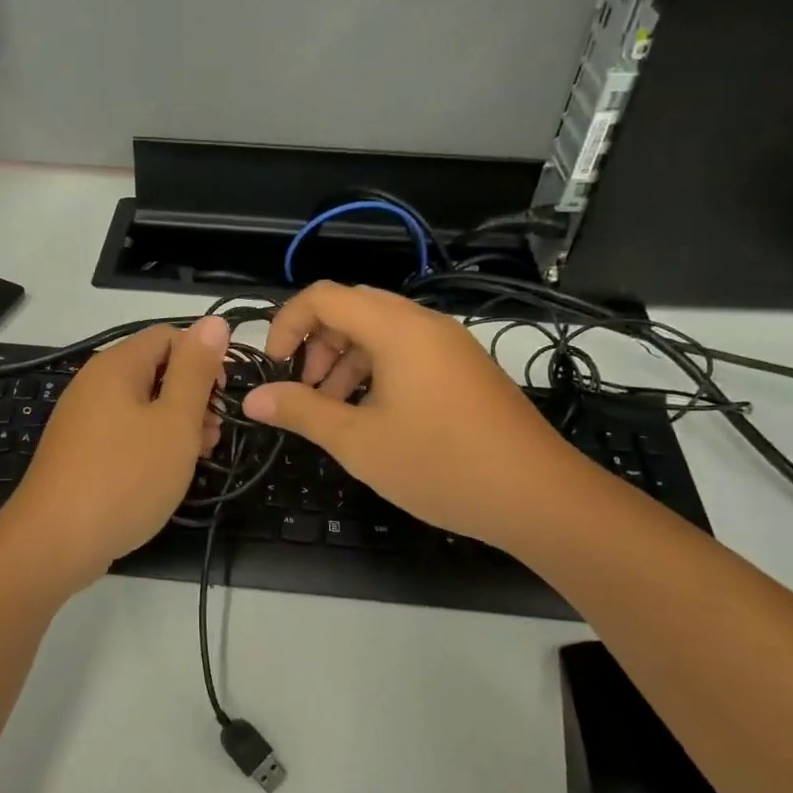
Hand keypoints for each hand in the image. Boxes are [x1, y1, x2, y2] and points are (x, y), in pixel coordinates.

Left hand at [0, 316, 230, 584]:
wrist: (54, 542)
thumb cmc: (125, 477)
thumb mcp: (174, 422)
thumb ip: (196, 371)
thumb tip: (214, 322)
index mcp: (117, 365)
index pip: (170, 336)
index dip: (203, 360)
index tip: (221, 400)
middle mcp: (95, 382)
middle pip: (156, 369)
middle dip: (192, 395)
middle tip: (213, 435)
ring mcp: (83, 417)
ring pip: (142, 404)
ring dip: (175, 423)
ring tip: (197, 457)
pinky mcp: (79, 449)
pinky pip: (123, 430)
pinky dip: (150, 442)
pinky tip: (165, 472)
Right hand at [240, 282, 590, 547]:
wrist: (539, 497)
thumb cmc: (440, 464)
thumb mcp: (358, 442)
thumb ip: (301, 412)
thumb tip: (253, 398)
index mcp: (396, 329)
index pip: (324, 296)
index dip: (287, 323)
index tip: (275, 367)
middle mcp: (424, 324)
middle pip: (352, 308)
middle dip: (316, 343)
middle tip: (305, 388)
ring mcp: (450, 345)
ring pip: (380, 331)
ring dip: (345, 359)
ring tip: (333, 409)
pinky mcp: (465, 368)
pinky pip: (408, 351)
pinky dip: (377, 370)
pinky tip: (373, 415)